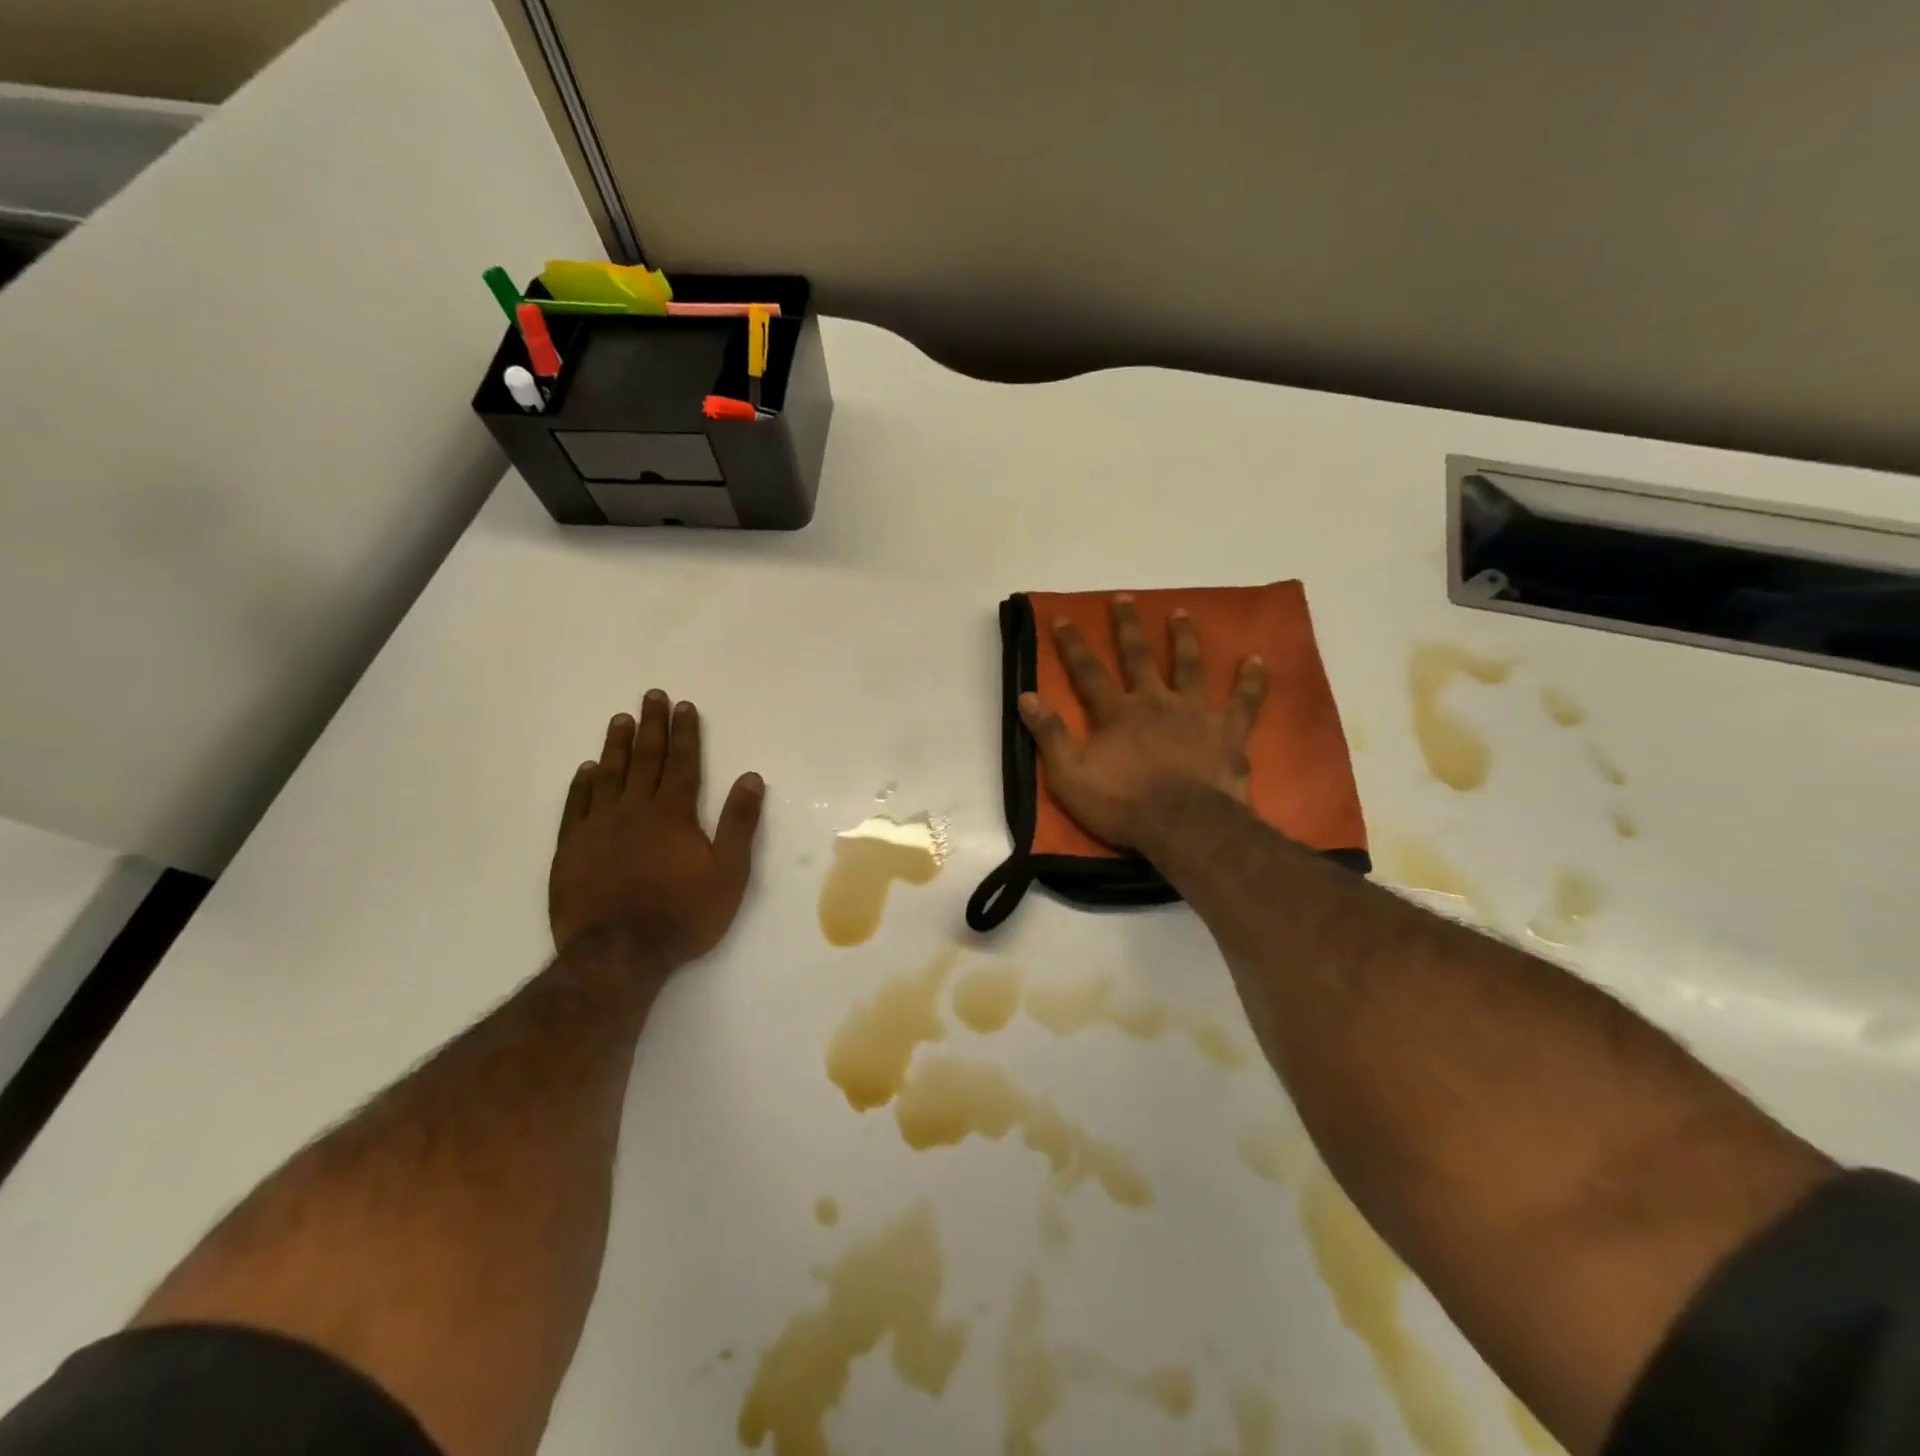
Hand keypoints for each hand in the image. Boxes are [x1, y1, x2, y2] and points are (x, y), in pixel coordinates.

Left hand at [548, 691, 765, 960]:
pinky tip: (586, 769)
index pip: (682, 763)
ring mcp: (598, 827)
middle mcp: (635, 810)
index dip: (685, 733)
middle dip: (652, 726)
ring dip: (617, 746)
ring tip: (620, 719)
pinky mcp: (571, 848)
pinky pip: (576, 806)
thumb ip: (739, 823)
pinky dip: (582, 784)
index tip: (684, 706)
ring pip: (609, 775)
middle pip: (646, 759)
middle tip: (652, 696)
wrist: (619, 953)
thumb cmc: (683, 914)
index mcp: (674, 813)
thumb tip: (751, 777)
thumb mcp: (729, 872)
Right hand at [1018, 595, 1266, 850]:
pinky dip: (1251, 680)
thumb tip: (1026, 696)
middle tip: (1124, 598)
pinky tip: (1256, 659)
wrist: (1184, 826)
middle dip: (1128, 626)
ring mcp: (1195, 712)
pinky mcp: (1228, 730)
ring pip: (1189, 666)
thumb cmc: (1123, 805)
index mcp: (1117, 713)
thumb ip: (1050, 735)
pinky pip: (1244, 700)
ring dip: (1184, 638)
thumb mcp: (1070, 777)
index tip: (1062, 617)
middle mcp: (1155, 701)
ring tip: (1181, 612)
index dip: (1072, 644)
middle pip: (1139, 655)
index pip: (1088, 671)